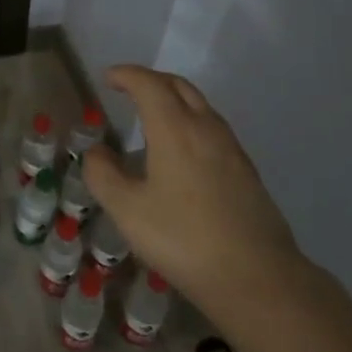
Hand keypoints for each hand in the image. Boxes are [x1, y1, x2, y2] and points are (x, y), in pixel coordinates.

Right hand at [81, 65, 304, 305]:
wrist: (256, 277)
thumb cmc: (183, 239)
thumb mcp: (127, 210)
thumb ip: (103, 175)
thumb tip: (95, 152)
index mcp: (175, 129)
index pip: (149, 84)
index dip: (126, 75)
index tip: (108, 77)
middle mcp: (206, 129)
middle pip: (179, 87)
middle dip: (151, 80)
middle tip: (128, 88)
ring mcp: (231, 149)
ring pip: (201, 106)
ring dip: (174, 99)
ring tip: (152, 115)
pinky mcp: (246, 171)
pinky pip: (213, 129)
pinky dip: (190, 121)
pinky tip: (181, 150)